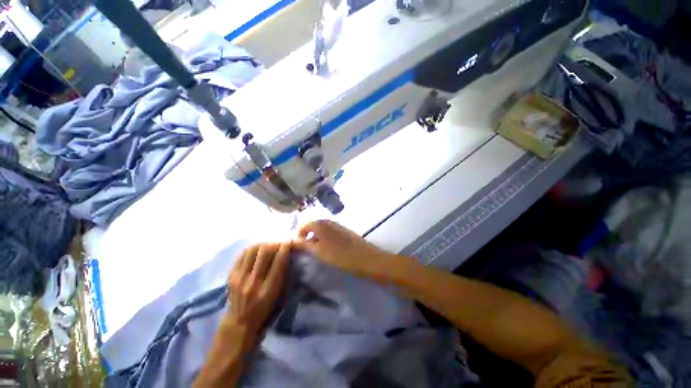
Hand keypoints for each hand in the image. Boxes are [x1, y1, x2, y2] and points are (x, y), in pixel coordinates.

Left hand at [226, 243, 291, 336]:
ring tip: (269, 245)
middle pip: (265, 252)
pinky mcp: (230, 275)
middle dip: (275, 243)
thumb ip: (284, 275)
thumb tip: (288, 254)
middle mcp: (253, 282)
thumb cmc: (265, 310)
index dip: (286, 248)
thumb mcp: (279, 295)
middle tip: (279, 243)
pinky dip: (252, 249)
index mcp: (268, 290)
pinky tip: (257, 250)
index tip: (290, 242)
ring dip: (263, 244)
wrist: (239, 322)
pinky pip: (242, 254)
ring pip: (253, 250)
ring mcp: (239, 278)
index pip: (279, 261)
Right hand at [294, 220, 393, 277]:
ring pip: (323, 231)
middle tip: (307, 252)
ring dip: (317, 240)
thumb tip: (293, 240)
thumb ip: (304, 244)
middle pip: (313, 227)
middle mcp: (329, 221)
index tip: (298, 250)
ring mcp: (338, 226)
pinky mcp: (345, 232)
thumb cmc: (340, 255)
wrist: (366, 258)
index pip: (304, 226)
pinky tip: (330, 250)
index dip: (299, 237)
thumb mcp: (319, 251)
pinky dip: (326, 240)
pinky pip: (331, 234)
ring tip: (318, 253)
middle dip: (308, 238)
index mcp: (321, 223)